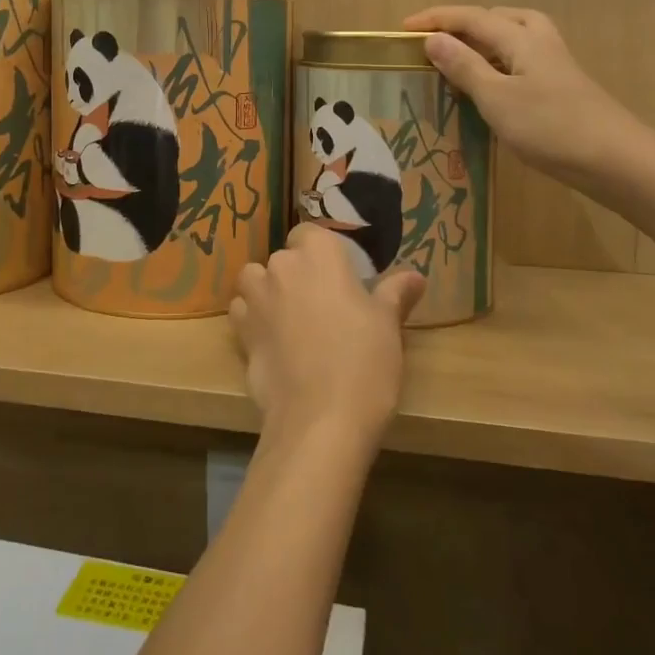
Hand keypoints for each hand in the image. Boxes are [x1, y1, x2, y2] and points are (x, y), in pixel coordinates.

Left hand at [230, 226, 425, 448]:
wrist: (320, 420)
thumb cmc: (363, 362)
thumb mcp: (388, 325)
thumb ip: (395, 293)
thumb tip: (415, 277)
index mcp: (319, 254)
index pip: (310, 233)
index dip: (321, 252)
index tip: (339, 276)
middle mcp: (281, 266)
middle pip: (284, 258)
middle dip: (299, 274)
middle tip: (323, 305)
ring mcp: (256, 298)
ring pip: (255, 280)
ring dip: (268, 291)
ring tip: (291, 319)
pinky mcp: (240, 331)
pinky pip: (242, 311)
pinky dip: (253, 319)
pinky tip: (273, 340)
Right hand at [403, 5, 646, 182]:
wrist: (615, 160)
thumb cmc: (550, 127)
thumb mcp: (496, 98)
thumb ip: (464, 66)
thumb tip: (433, 38)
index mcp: (521, 38)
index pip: (471, 17)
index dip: (436, 19)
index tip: (403, 29)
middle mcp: (539, 41)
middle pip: (498, 17)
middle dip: (464, 23)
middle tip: (438, 42)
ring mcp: (554, 63)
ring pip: (514, 37)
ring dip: (484, 41)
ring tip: (461, 60)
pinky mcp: (561, 85)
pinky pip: (521, 59)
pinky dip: (499, 62)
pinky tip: (492, 87)